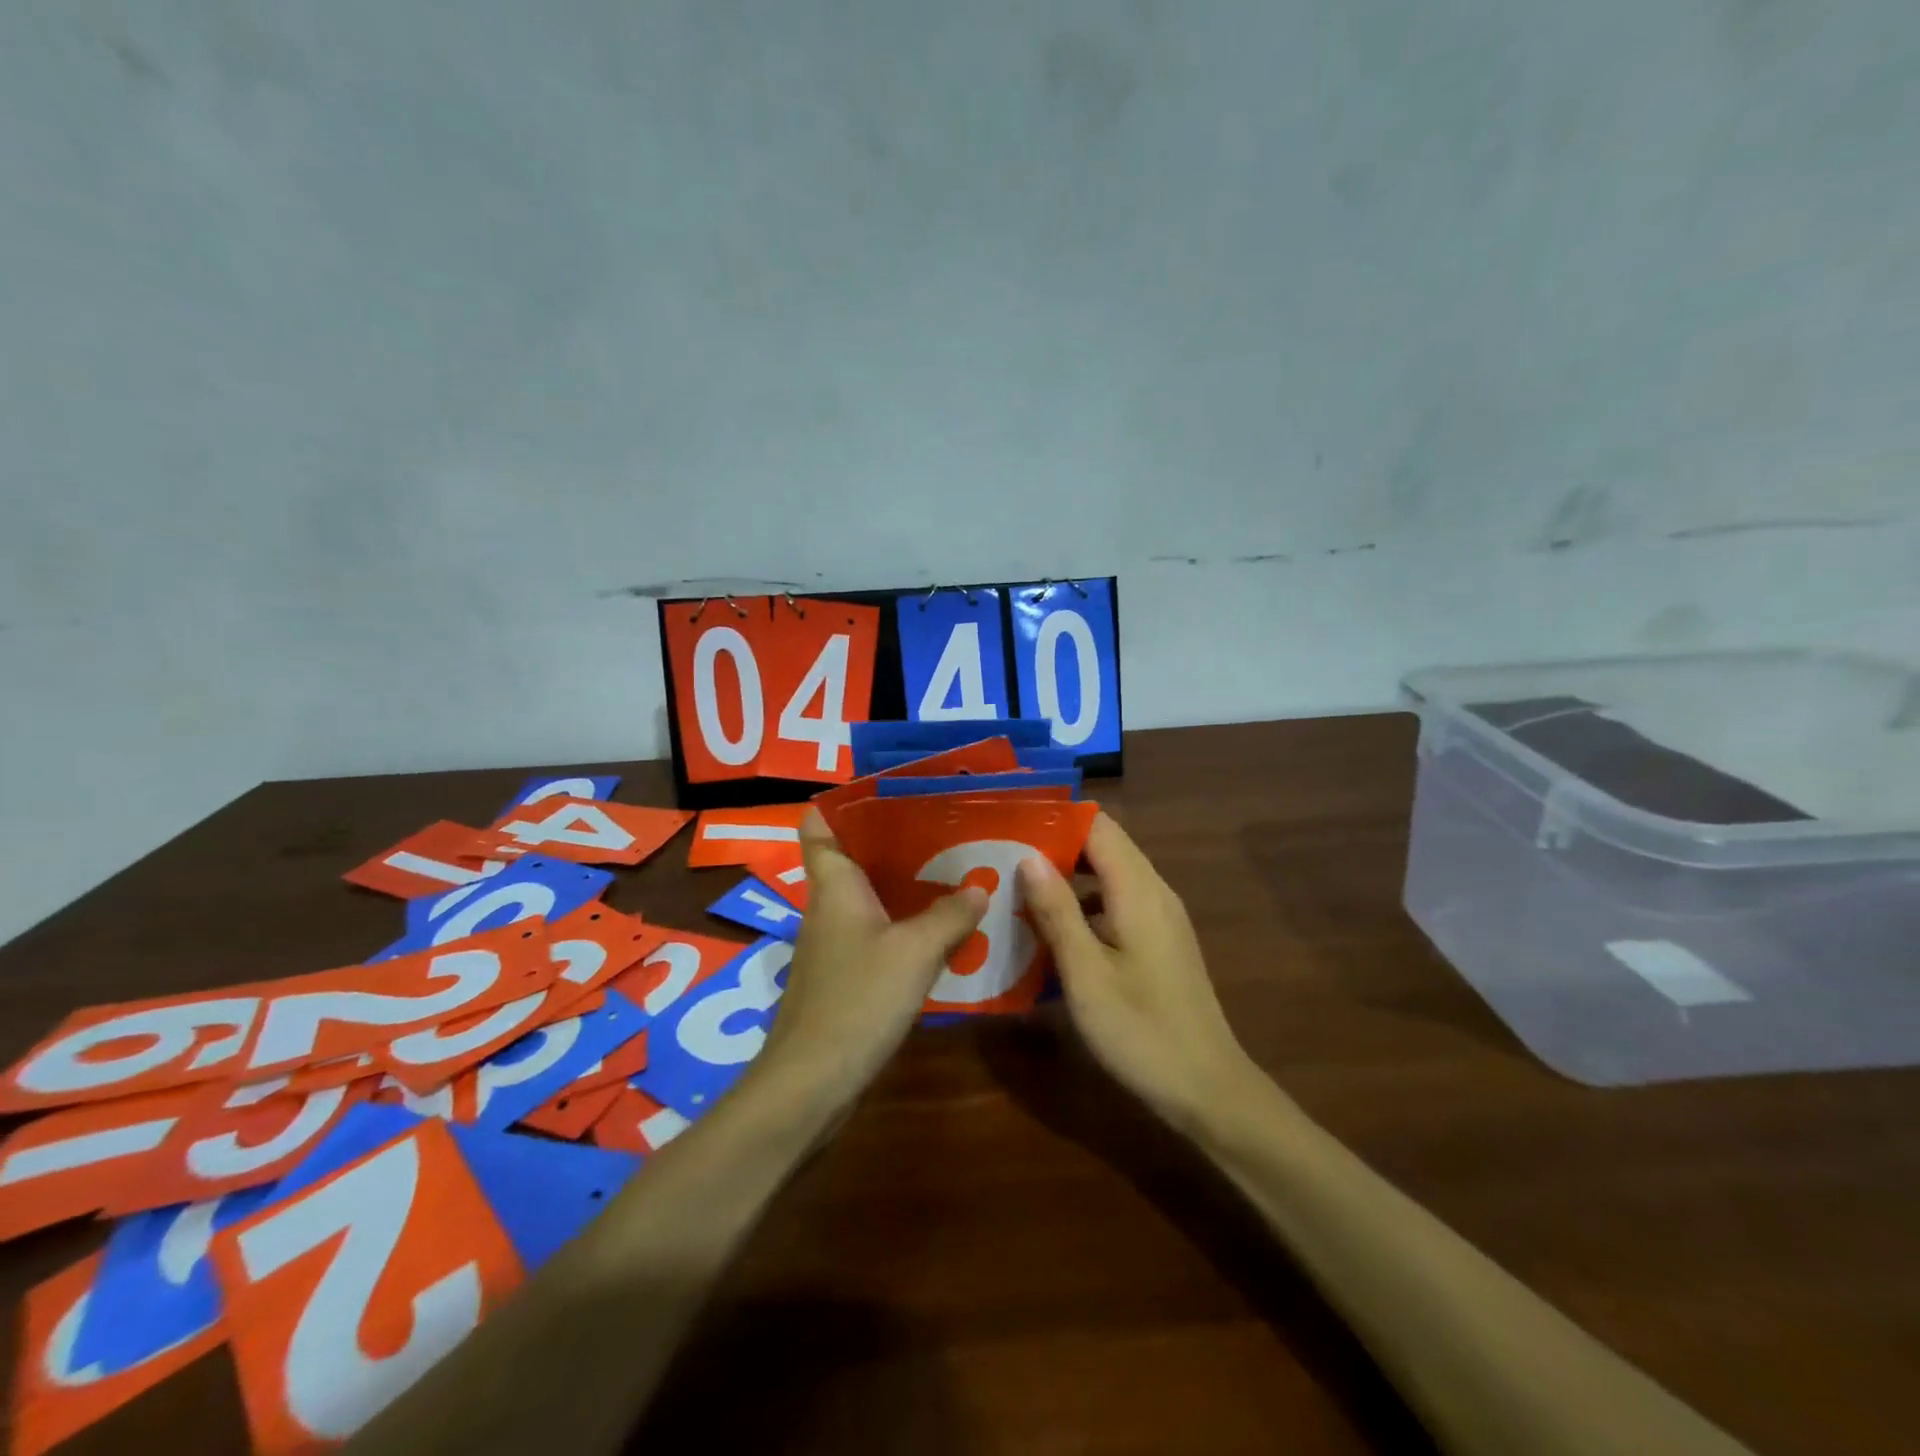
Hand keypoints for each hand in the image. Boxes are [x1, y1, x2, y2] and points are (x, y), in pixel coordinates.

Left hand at [758, 809, 987, 1104]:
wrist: (811, 1083)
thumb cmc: (858, 1000)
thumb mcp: (915, 952)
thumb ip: (950, 915)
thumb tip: (980, 887)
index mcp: (834, 884)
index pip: (820, 825)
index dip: (844, 803)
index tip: (889, 791)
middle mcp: (828, 906)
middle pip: (855, 857)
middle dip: (896, 840)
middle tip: (946, 828)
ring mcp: (834, 943)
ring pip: (869, 897)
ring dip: (906, 886)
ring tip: (956, 872)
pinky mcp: (844, 975)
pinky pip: (877, 933)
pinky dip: (905, 925)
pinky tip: (943, 931)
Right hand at [1019, 813, 1252, 1130]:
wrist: (1207, 1090)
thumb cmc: (1141, 1031)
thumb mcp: (1086, 974)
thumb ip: (1057, 911)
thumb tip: (1028, 856)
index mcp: (1139, 891)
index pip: (1098, 826)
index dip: (1055, 818)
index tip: (1010, 823)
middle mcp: (1154, 892)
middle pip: (1103, 846)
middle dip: (1054, 845)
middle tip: (1002, 855)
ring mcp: (1160, 917)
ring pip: (1108, 876)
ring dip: (1066, 877)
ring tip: (1016, 887)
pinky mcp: (1158, 941)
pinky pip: (1116, 903)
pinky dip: (1083, 905)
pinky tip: (1051, 929)